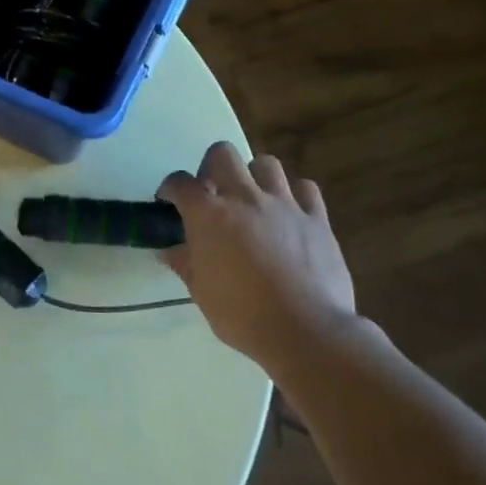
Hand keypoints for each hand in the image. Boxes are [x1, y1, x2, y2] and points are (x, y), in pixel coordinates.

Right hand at [156, 143, 358, 367]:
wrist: (304, 330)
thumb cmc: (242, 314)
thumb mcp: (201, 292)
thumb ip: (185, 263)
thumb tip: (169, 251)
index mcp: (209, 215)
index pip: (180, 183)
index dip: (170, 188)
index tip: (168, 201)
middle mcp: (245, 198)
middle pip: (223, 154)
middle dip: (211, 167)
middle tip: (212, 192)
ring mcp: (284, 204)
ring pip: (266, 164)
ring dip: (253, 176)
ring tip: (252, 199)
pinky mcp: (317, 219)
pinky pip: (306, 189)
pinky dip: (295, 194)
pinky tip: (290, 212)